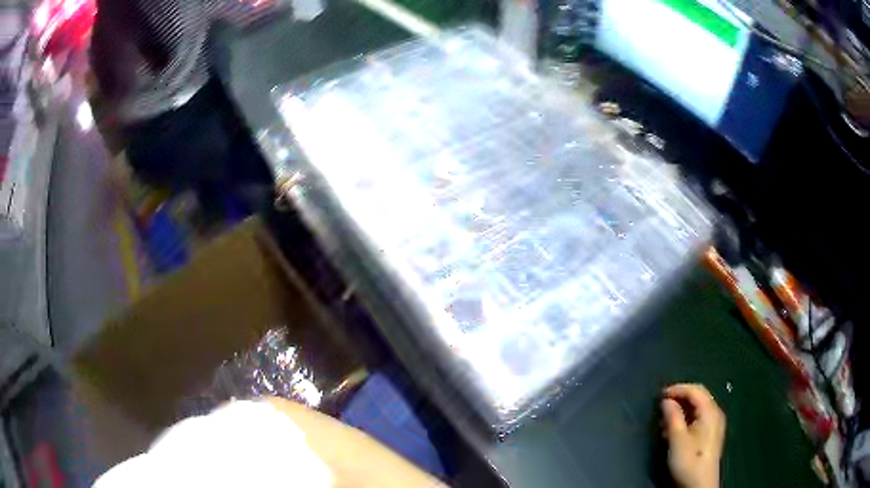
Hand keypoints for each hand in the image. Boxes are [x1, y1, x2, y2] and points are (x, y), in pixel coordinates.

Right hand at [661, 384, 725, 487]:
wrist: (700, 484)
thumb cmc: (689, 460)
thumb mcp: (677, 439)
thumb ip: (672, 416)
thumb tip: (666, 401)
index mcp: (710, 411)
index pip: (695, 390)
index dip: (678, 389)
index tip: (660, 394)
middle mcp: (715, 414)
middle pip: (698, 397)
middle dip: (680, 399)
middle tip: (661, 406)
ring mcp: (715, 425)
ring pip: (698, 409)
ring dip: (681, 410)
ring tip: (665, 420)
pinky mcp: (711, 435)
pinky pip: (699, 419)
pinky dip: (686, 419)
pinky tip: (675, 430)